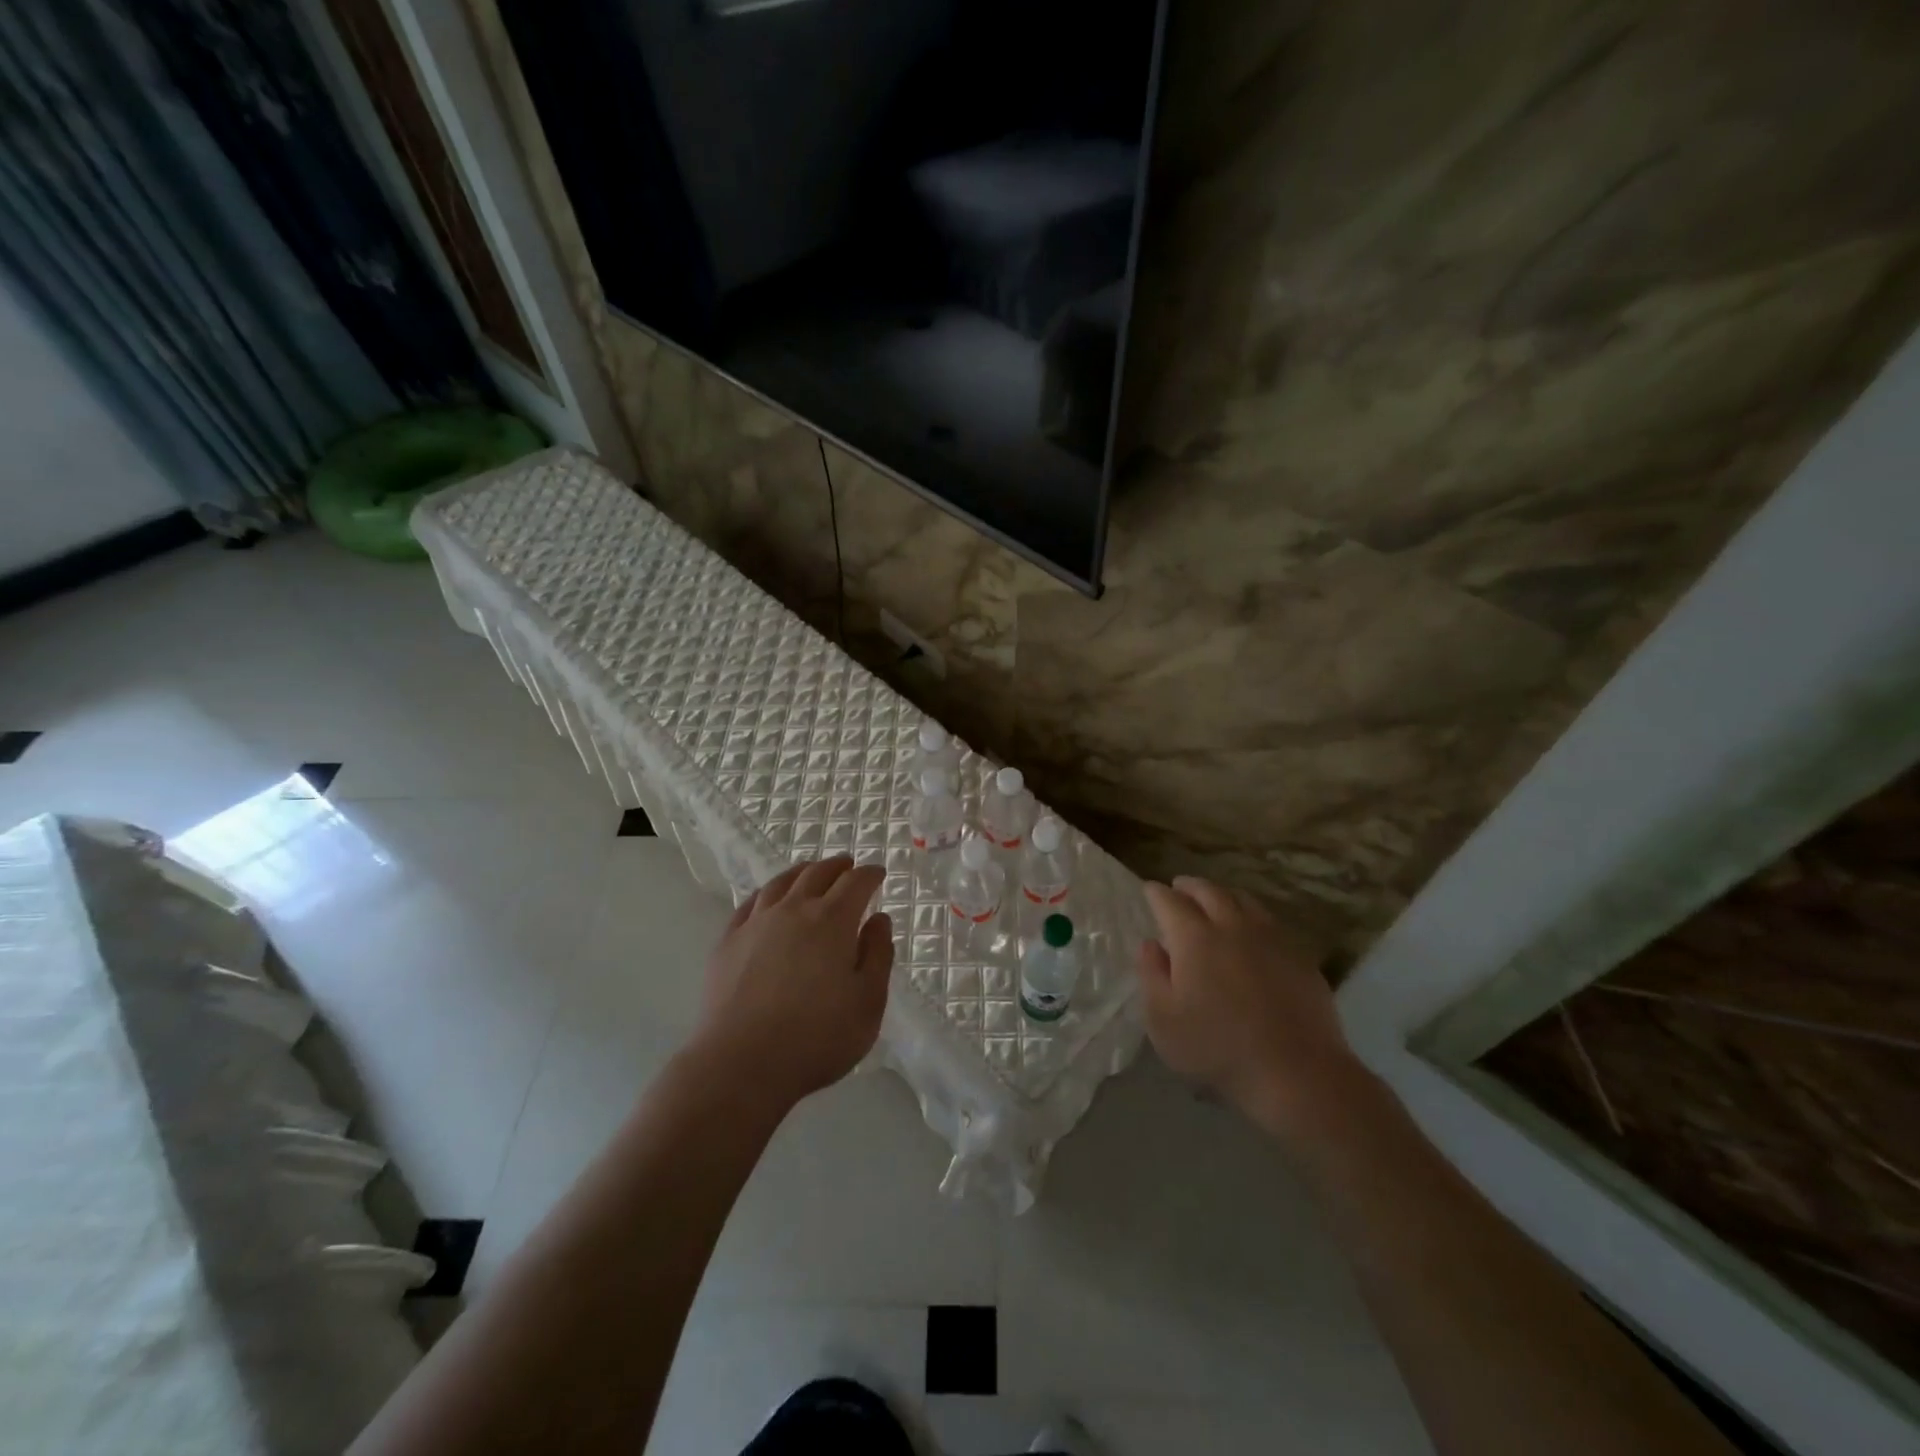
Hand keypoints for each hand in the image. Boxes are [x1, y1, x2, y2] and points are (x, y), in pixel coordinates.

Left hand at [694, 856, 894, 1110]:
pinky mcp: (727, 942)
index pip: (856, 883)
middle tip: (848, 865)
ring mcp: (755, 924)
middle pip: (817, 874)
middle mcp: (793, 910)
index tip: (878, 872)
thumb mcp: (868, 1003)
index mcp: (833, 921)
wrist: (741, 1064)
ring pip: (781, 883)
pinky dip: (766, 894)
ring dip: (801, 872)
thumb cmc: (817, 1038)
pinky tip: (767, 899)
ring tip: (809, 871)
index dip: (870, 874)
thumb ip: (877, 956)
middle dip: (837, 866)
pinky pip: (749, 904)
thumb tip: (878, 919)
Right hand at [1137, 876, 1369, 1143]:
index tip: (1149, 890)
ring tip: (1214, 901)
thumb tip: (1150, 944)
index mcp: (1195, 938)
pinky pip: (1270, 922)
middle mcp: (1232, 926)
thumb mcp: (1163, 1020)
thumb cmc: (1217, 1048)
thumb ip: (1151, 975)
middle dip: (1189, 886)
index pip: (1169, 902)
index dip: (1156, 893)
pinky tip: (1251, 932)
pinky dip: (1252, 916)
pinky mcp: (1299, 955)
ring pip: (1243, 900)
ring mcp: (1270, 938)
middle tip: (1179, 887)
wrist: (1296, 1072)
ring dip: (1222, 895)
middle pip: (1209, 891)